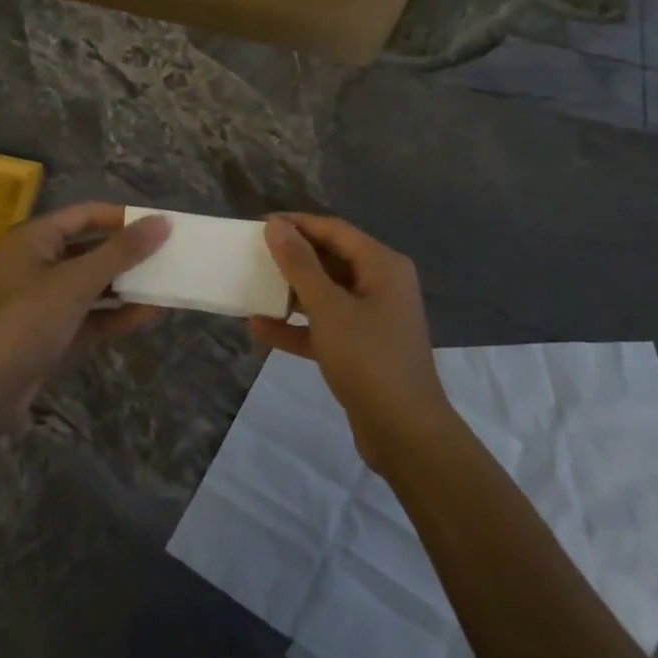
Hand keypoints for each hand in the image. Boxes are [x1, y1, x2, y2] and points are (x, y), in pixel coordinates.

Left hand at [0, 203, 169, 403]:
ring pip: (94, 285)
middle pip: (92, 249)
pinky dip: (116, 315)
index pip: (86, 214)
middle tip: (170, 254)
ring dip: (127, 286)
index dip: (123, 217)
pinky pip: (91, 316)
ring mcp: (45, 302)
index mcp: (35, 239)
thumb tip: (163, 222)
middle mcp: (39, 264)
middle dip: (129, 254)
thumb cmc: (26, 320)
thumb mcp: (76, 281)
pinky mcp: (53, 334)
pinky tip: (149, 314)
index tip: (161, 224)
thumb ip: (121, 252)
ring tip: (167, 283)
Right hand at [249, 214, 455, 472]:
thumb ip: (300, 264)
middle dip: (293, 257)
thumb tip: (276, 225)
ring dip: (291, 292)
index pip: (334, 230)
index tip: (259, 225)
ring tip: (252, 286)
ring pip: (326, 294)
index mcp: (382, 265)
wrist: (405, 433)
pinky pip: (325, 326)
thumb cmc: (368, 358)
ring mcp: (373, 318)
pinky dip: (297, 326)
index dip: (297, 224)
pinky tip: (260, 328)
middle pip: (331, 259)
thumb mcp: (328, 307)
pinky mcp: (362, 349)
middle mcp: (381, 284)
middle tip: (253, 254)